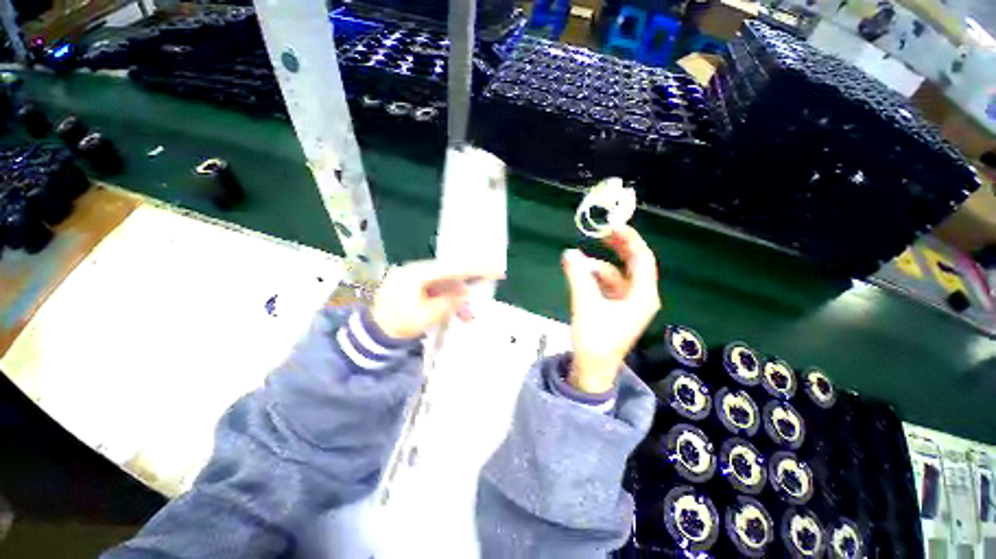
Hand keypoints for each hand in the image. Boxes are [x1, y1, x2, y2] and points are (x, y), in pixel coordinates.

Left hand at [370, 260, 503, 339]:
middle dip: (466, 286)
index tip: (493, 269)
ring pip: (443, 282)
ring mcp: (412, 277)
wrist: (372, 335)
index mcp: (416, 274)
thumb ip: (449, 302)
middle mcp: (414, 270)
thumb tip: (468, 291)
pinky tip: (454, 310)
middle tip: (482, 293)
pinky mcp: (412, 285)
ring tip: (466, 315)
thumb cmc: (398, 325)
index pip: (451, 268)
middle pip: (449, 274)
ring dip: (456, 296)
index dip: (473, 270)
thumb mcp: (426, 316)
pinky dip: (446, 298)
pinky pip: (435, 288)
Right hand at [562, 226, 660, 393]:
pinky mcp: (616, 309)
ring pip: (616, 275)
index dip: (629, 239)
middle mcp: (640, 297)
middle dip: (617, 248)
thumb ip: (577, 276)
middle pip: (633, 264)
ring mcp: (628, 304)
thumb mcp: (585, 304)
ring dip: (598, 267)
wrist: (592, 369)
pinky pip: (608, 286)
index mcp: (642, 296)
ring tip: (576, 264)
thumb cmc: (594, 340)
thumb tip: (569, 252)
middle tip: (599, 233)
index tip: (612, 225)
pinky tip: (581, 276)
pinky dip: (595, 278)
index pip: (642, 259)